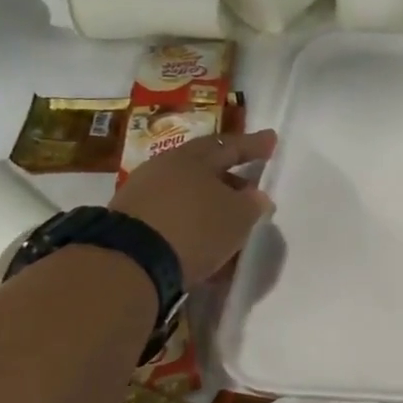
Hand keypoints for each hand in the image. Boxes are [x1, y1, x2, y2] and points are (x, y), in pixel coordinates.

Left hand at [111, 129, 276, 282]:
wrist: (131, 263)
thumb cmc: (195, 228)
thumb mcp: (238, 216)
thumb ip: (252, 203)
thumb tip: (255, 196)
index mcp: (192, 158)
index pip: (229, 146)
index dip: (253, 145)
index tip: (271, 139)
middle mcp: (164, 169)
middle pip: (205, 169)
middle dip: (231, 178)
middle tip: (251, 187)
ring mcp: (143, 195)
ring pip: (189, 195)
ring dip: (212, 207)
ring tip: (231, 223)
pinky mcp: (133, 223)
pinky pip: (174, 218)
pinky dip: (194, 226)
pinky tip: (208, 244)